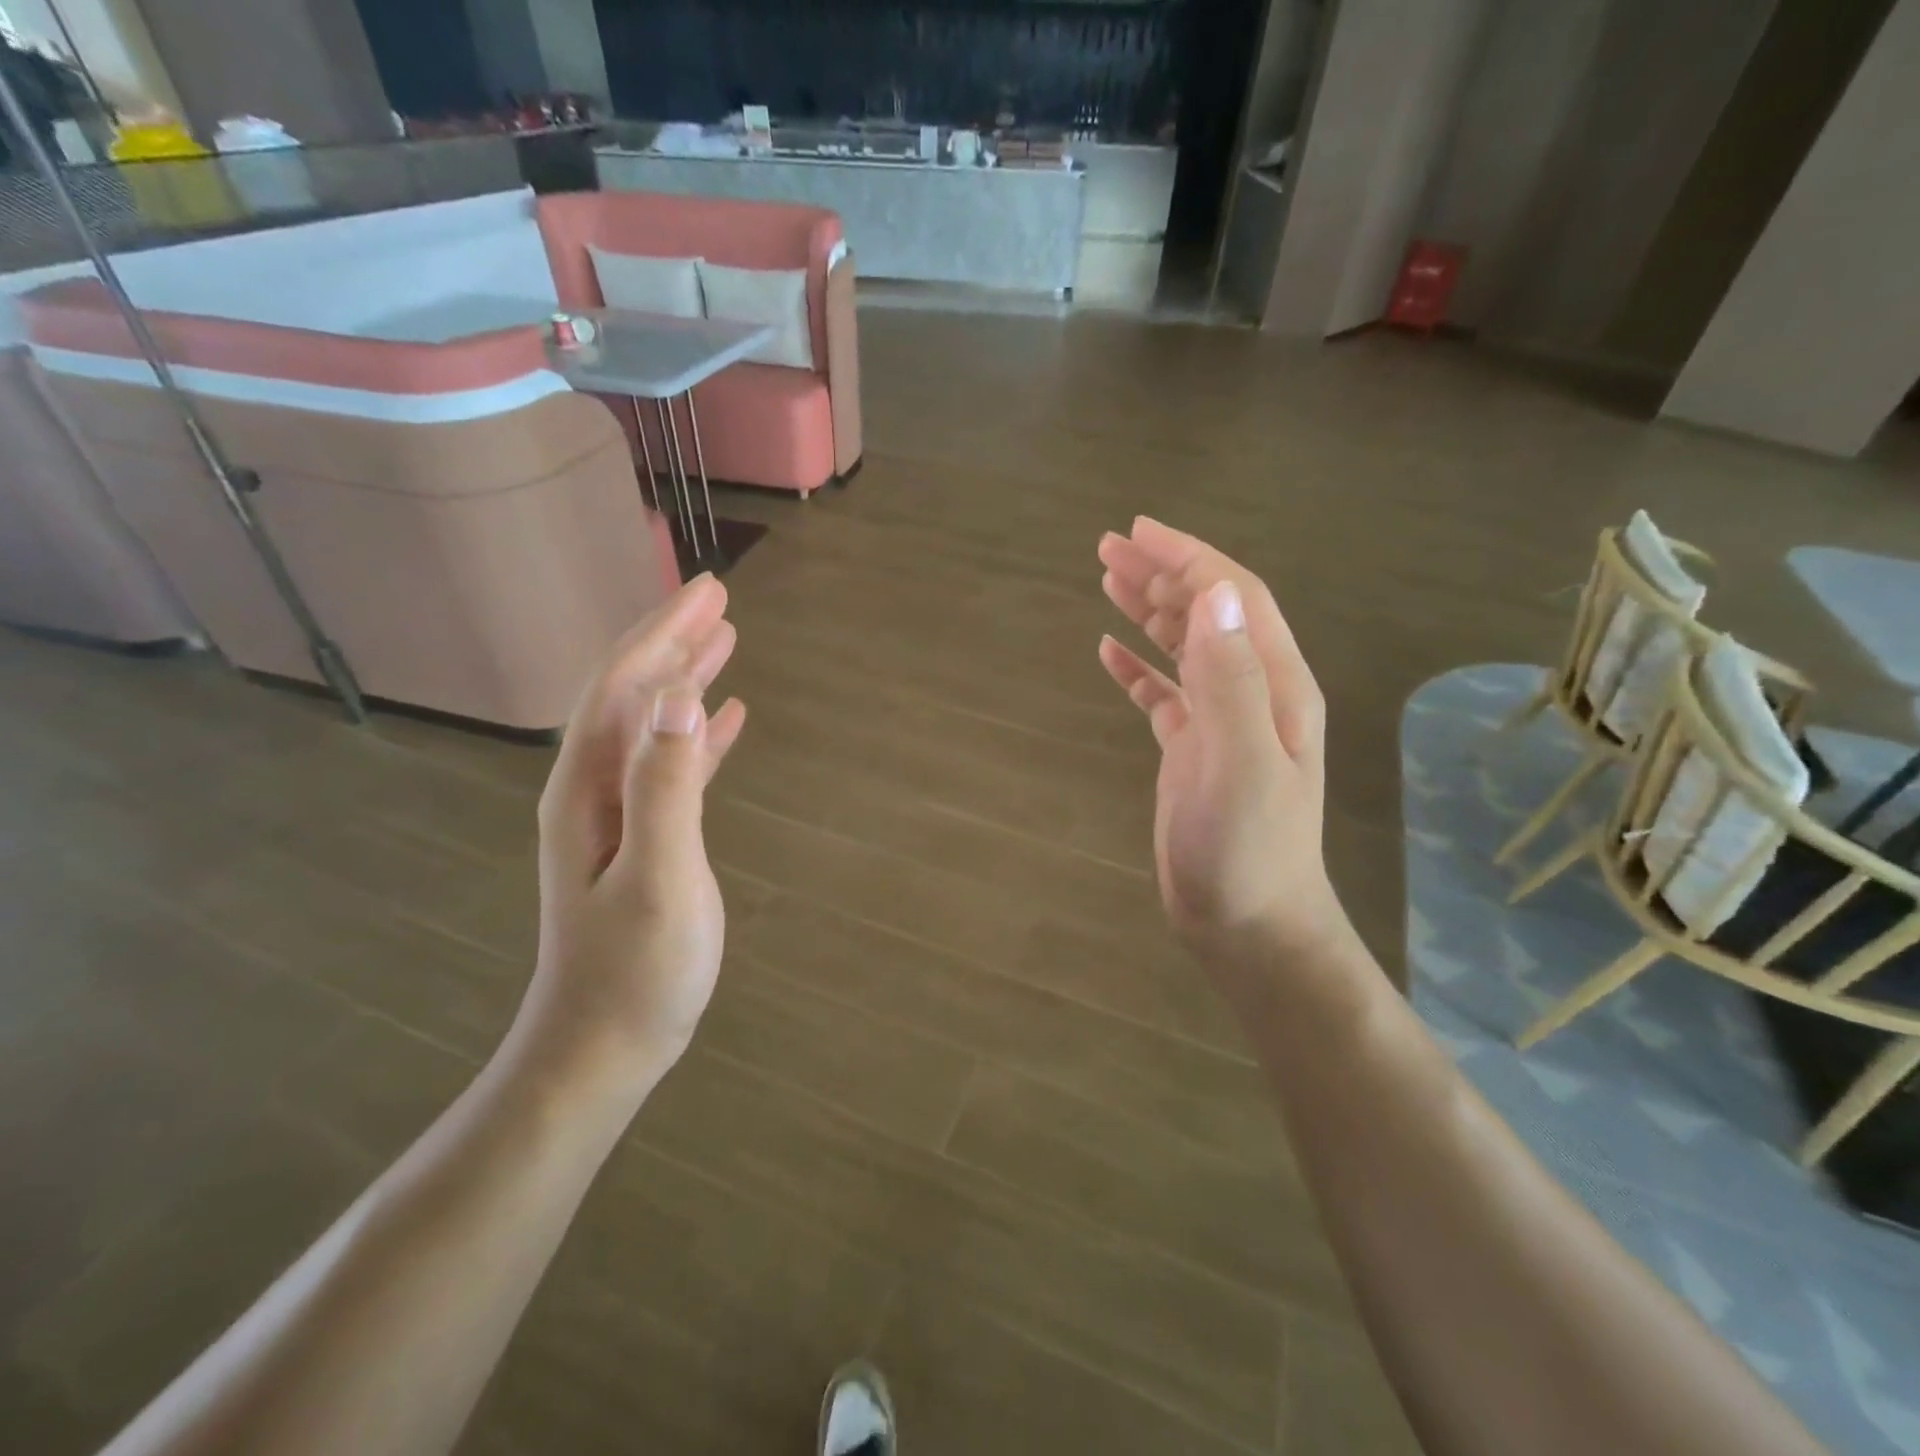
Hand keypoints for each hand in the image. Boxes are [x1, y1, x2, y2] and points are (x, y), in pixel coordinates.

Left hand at [512, 574, 746, 1101]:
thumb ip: (667, 785)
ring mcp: (619, 813)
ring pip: (654, 724)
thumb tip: (682, 697)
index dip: (664, 634)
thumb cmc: (635, 969)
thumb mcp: (658, 875)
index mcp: (590, 786)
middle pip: (634, 694)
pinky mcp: (645, 836)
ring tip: (725, 640)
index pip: (625, 686)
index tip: (708, 592)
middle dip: (673, 641)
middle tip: (718, 599)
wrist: (603, 1047)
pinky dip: (700, 734)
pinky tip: (726, 719)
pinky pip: (674, 765)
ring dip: (686, 678)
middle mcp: (595, 787)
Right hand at [1097, 518, 1347, 969]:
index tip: (1138, 530)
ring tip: (1105, 580)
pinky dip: (1137, 668)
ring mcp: (1223, 722)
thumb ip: (1230, 679)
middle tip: (1107, 548)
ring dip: (1148, 611)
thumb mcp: (1240, 763)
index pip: (1235, 598)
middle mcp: (1254, 692)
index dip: (1189, 558)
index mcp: (1276, 684)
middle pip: (1207, 613)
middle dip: (1161, 574)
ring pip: (1185, 647)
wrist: (1249, 923)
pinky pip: (1163, 694)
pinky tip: (1108, 653)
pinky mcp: (1194, 751)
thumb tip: (1213, 593)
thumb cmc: (1247, 850)